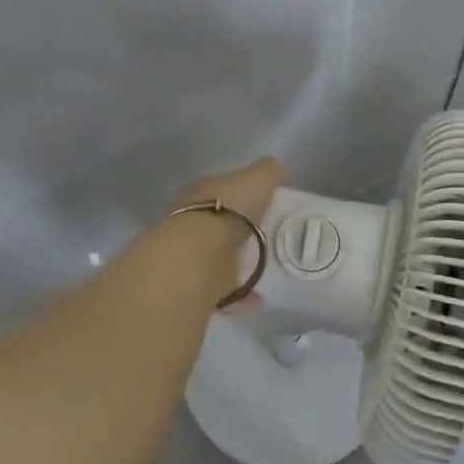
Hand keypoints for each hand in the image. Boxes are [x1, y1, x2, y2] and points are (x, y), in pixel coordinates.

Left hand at [168, 158, 286, 308]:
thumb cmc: (229, 208)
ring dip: (238, 262)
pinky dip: (240, 292)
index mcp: (199, 191)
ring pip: (217, 255)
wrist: (201, 255)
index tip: (261, 202)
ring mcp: (189, 254)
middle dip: (238, 228)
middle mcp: (188, 220)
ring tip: (265, 267)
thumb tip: (274, 167)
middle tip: (266, 235)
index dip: (240, 192)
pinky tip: (259, 296)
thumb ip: (267, 171)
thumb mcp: (257, 178)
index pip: (220, 188)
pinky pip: (223, 287)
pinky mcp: (195, 284)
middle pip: (217, 222)